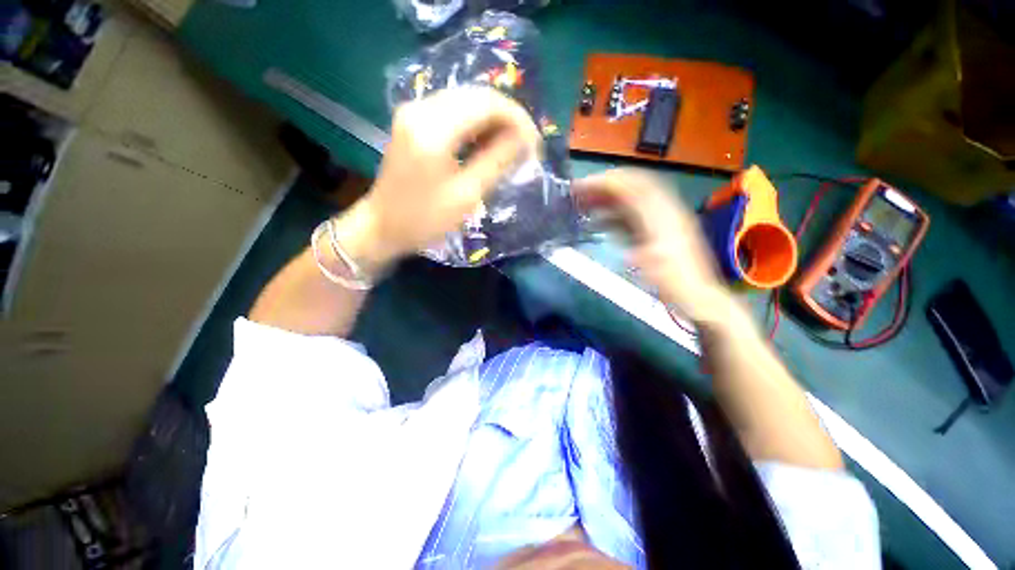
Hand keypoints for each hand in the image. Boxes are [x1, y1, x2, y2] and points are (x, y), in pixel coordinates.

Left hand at [332, 87, 541, 273]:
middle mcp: (421, 108)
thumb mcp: (466, 195)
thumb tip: (525, 140)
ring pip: (467, 101)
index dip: (518, 119)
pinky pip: (453, 111)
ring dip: (494, 121)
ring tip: (511, 148)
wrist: (382, 226)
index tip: (535, 145)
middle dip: (508, 118)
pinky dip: (476, 125)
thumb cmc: (424, 220)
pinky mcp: (413, 121)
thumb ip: (497, 162)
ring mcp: (414, 111)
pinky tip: (487, 145)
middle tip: (526, 147)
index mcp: (434, 128)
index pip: (487, 103)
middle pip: (477, 95)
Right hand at [574, 169, 730, 323]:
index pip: (634, 187)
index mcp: (664, 217)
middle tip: (580, 191)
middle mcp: (665, 211)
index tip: (583, 186)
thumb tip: (613, 230)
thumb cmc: (675, 285)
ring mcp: (662, 219)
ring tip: (585, 203)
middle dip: (605, 184)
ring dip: (607, 196)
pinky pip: (632, 212)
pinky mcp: (657, 229)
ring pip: (631, 197)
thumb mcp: (654, 266)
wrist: (698, 296)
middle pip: (633, 185)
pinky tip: (600, 219)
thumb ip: (635, 245)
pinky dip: (614, 211)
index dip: (608, 182)